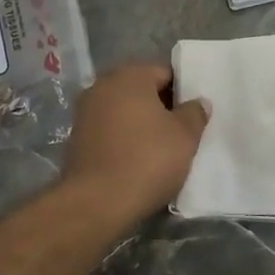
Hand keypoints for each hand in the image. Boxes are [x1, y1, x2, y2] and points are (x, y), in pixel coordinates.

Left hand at [62, 63, 209, 221]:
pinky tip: (137, 159)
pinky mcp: (76, 137)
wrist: (97, 202)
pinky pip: (109, 130)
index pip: (165, 72)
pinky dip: (123, 138)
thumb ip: (194, 113)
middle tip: (181, 131)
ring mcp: (85, 111)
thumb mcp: (185, 136)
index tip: (193, 114)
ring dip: (141, 123)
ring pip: (123, 110)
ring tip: (160, 148)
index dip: (183, 91)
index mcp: (130, 76)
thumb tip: (198, 102)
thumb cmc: (147, 160)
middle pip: (141, 90)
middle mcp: (102, 85)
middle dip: (161, 107)